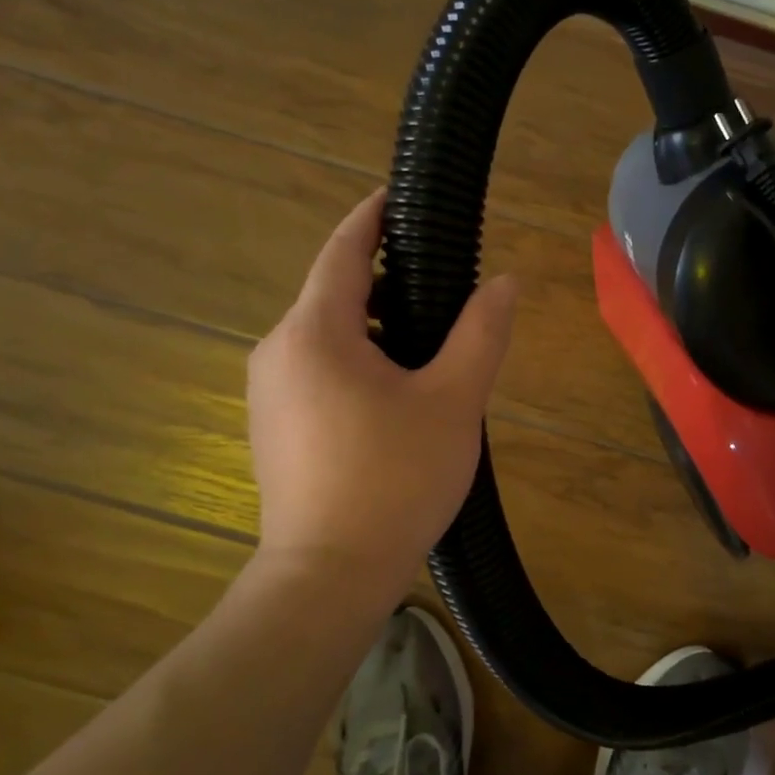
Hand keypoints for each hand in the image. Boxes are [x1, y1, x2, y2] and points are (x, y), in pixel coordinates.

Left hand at [247, 190, 517, 589]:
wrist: (329, 576)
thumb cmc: (394, 480)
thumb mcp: (453, 401)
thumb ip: (481, 334)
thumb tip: (505, 282)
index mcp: (315, 331)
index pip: (343, 249)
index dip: (374, 217)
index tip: (403, 198)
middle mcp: (278, 350)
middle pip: (335, 292)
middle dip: (387, 281)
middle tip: (447, 290)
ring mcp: (269, 391)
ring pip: (327, 335)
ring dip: (375, 326)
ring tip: (431, 347)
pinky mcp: (274, 426)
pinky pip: (317, 370)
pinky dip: (357, 361)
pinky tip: (397, 395)